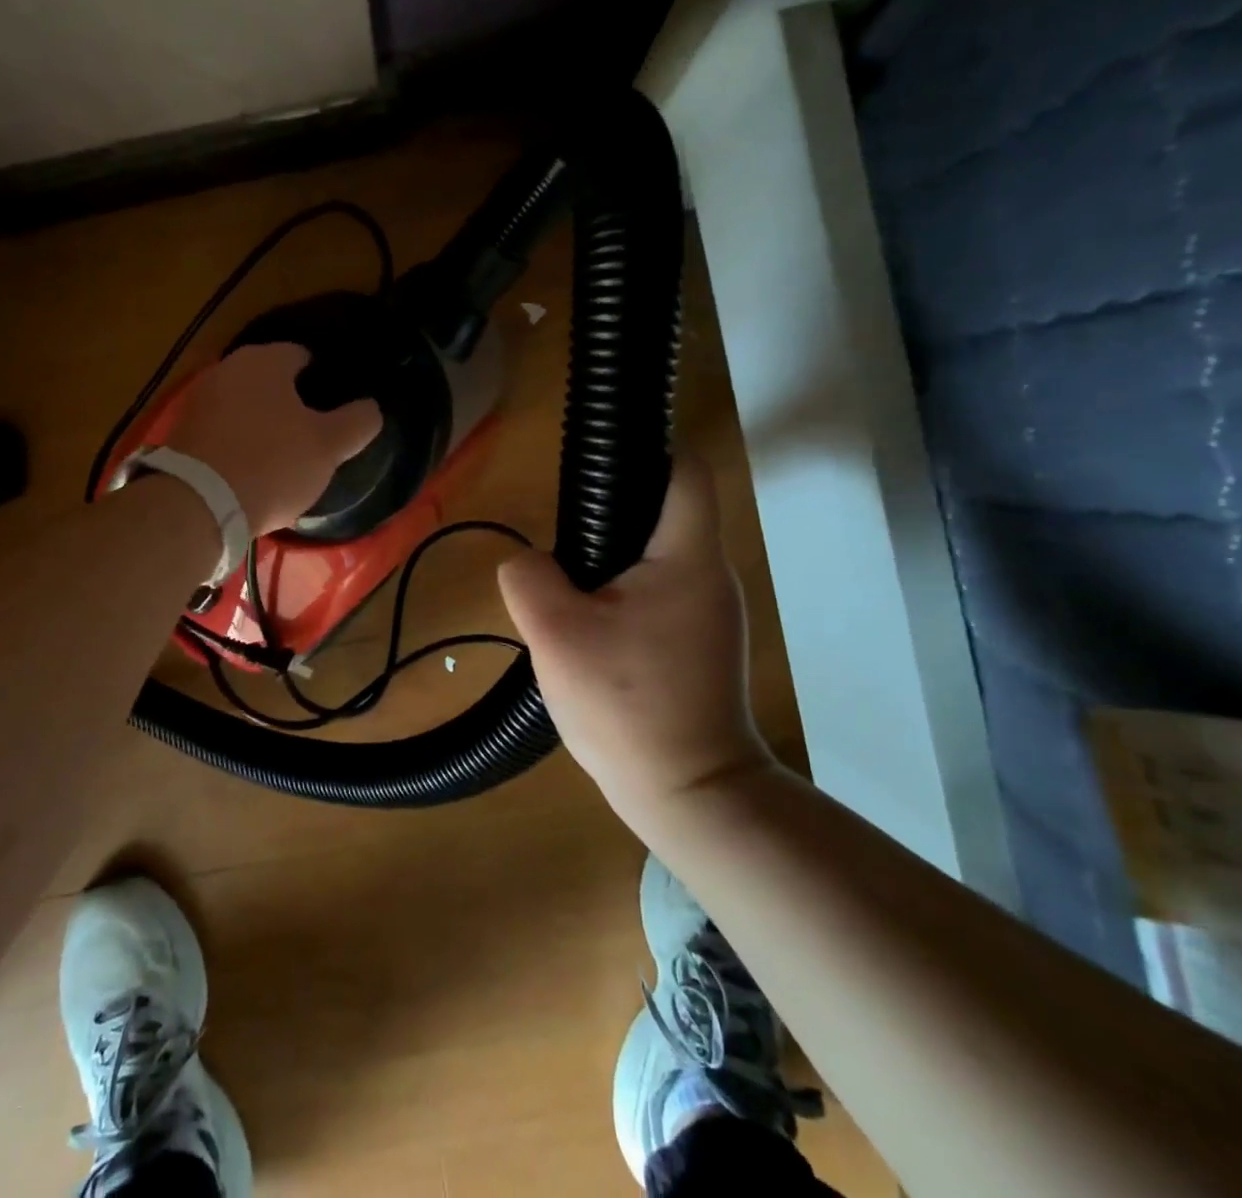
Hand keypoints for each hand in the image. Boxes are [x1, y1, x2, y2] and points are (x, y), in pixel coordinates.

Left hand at [165, 343, 380, 534]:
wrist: (198, 504)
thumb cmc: (272, 464)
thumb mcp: (328, 446)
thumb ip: (357, 422)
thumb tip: (371, 408)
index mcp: (265, 360)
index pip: (302, 356)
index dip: (323, 379)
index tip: (336, 408)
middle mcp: (227, 369)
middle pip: (270, 381)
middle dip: (290, 402)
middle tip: (313, 433)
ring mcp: (199, 400)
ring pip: (244, 406)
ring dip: (262, 423)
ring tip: (284, 455)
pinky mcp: (181, 433)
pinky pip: (222, 431)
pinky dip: (238, 443)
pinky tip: (251, 469)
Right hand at [498, 457, 773, 822]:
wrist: (690, 794)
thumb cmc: (627, 706)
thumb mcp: (555, 636)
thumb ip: (529, 578)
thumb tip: (529, 561)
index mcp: (687, 557)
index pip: (684, 470)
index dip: (647, 448)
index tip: (598, 458)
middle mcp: (710, 574)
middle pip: (665, 512)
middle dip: (612, 514)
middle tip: (563, 541)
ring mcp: (712, 611)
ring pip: (658, 556)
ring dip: (614, 560)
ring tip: (568, 589)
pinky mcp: (702, 641)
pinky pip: (660, 592)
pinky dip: (626, 592)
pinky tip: (593, 627)